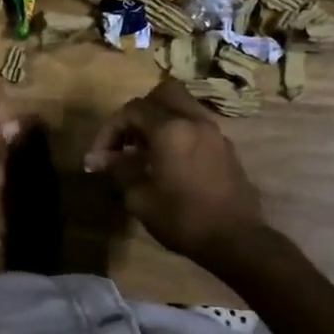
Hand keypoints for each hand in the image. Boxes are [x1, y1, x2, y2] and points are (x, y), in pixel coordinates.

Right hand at [85, 77, 266, 264]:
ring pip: (182, 105)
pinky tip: (170, 161)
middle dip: (139, 112)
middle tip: (127, 140)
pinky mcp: (225, 146)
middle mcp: (194, 121)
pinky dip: (178, 130)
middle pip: (162, 93)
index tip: (100, 156)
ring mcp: (214, 132)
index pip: (132, 110)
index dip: (110, 129)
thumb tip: (96, 159)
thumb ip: (118, 169)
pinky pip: (196, 124)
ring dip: (160, 119)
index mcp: (171, 130)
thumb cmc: (183, 219)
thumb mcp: (140, 198)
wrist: (236, 240)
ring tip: (146, 151)